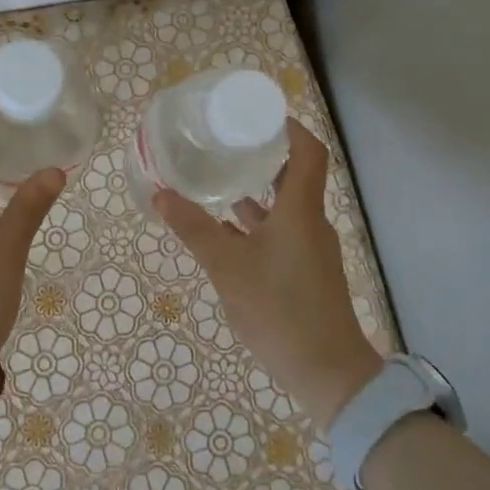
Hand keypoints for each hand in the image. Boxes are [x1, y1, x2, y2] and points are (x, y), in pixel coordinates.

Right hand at [154, 120, 382, 429]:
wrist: (328, 373)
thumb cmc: (280, 310)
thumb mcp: (228, 268)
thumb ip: (194, 229)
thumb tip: (161, 193)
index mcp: (300, 211)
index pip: (308, 152)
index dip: (288, 128)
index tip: (257, 115)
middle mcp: (310, 223)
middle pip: (295, 176)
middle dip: (264, 156)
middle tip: (227, 143)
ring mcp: (310, 250)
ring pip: (284, 207)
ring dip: (256, 192)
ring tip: (219, 180)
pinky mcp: (305, 273)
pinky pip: (280, 233)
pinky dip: (256, 224)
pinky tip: (226, 232)